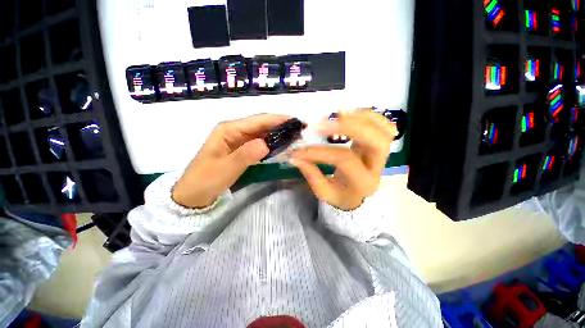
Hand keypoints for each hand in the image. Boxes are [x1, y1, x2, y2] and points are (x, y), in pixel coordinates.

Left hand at [172, 114, 290, 207]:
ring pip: (261, 133)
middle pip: (261, 125)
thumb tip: (265, 144)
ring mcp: (238, 140)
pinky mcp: (241, 150)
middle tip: (299, 130)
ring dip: (277, 134)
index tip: (295, 120)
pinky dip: (270, 143)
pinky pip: (258, 143)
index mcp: (228, 129)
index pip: (257, 120)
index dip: (277, 119)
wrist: (193, 195)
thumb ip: (245, 155)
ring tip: (294, 136)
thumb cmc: (206, 180)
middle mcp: (234, 131)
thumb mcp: (225, 168)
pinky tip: (281, 146)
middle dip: (280, 126)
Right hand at [290, 110, 397, 210]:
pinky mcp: (380, 143)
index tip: (299, 150)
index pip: (344, 160)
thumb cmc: (341, 195)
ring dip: (359, 117)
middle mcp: (378, 166)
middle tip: (322, 124)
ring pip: (382, 129)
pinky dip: (367, 115)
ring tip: (335, 115)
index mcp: (363, 182)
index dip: (320, 152)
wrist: (358, 193)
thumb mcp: (325, 193)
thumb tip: (295, 157)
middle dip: (348, 127)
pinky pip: (382, 124)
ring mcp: (383, 153)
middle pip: (375, 140)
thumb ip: (312, 175)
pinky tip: (349, 113)